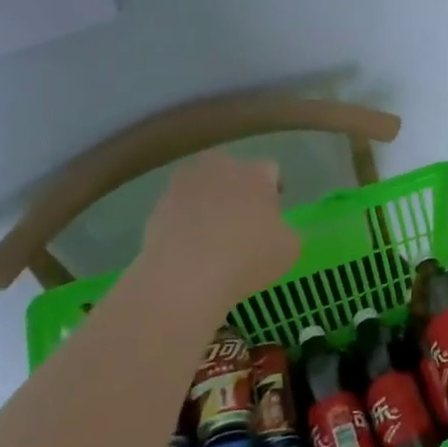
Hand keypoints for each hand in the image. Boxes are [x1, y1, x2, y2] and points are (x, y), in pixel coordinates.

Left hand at [143, 153, 298, 298]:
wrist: (185, 277)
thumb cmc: (248, 258)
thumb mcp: (290, 249)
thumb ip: (287, 231)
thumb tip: (277, 229)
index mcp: (256, 174)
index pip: (270, 169)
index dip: (274, 188)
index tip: (274, 210)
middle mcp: (220, 169)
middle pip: (232, 169)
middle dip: (238, 186)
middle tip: (242, 215)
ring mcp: (184, 186)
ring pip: (201, 185)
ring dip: (208, 199)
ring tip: (212, 231)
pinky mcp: (157, 208)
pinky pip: (178, 208)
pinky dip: (185, 220)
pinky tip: (190, 246)